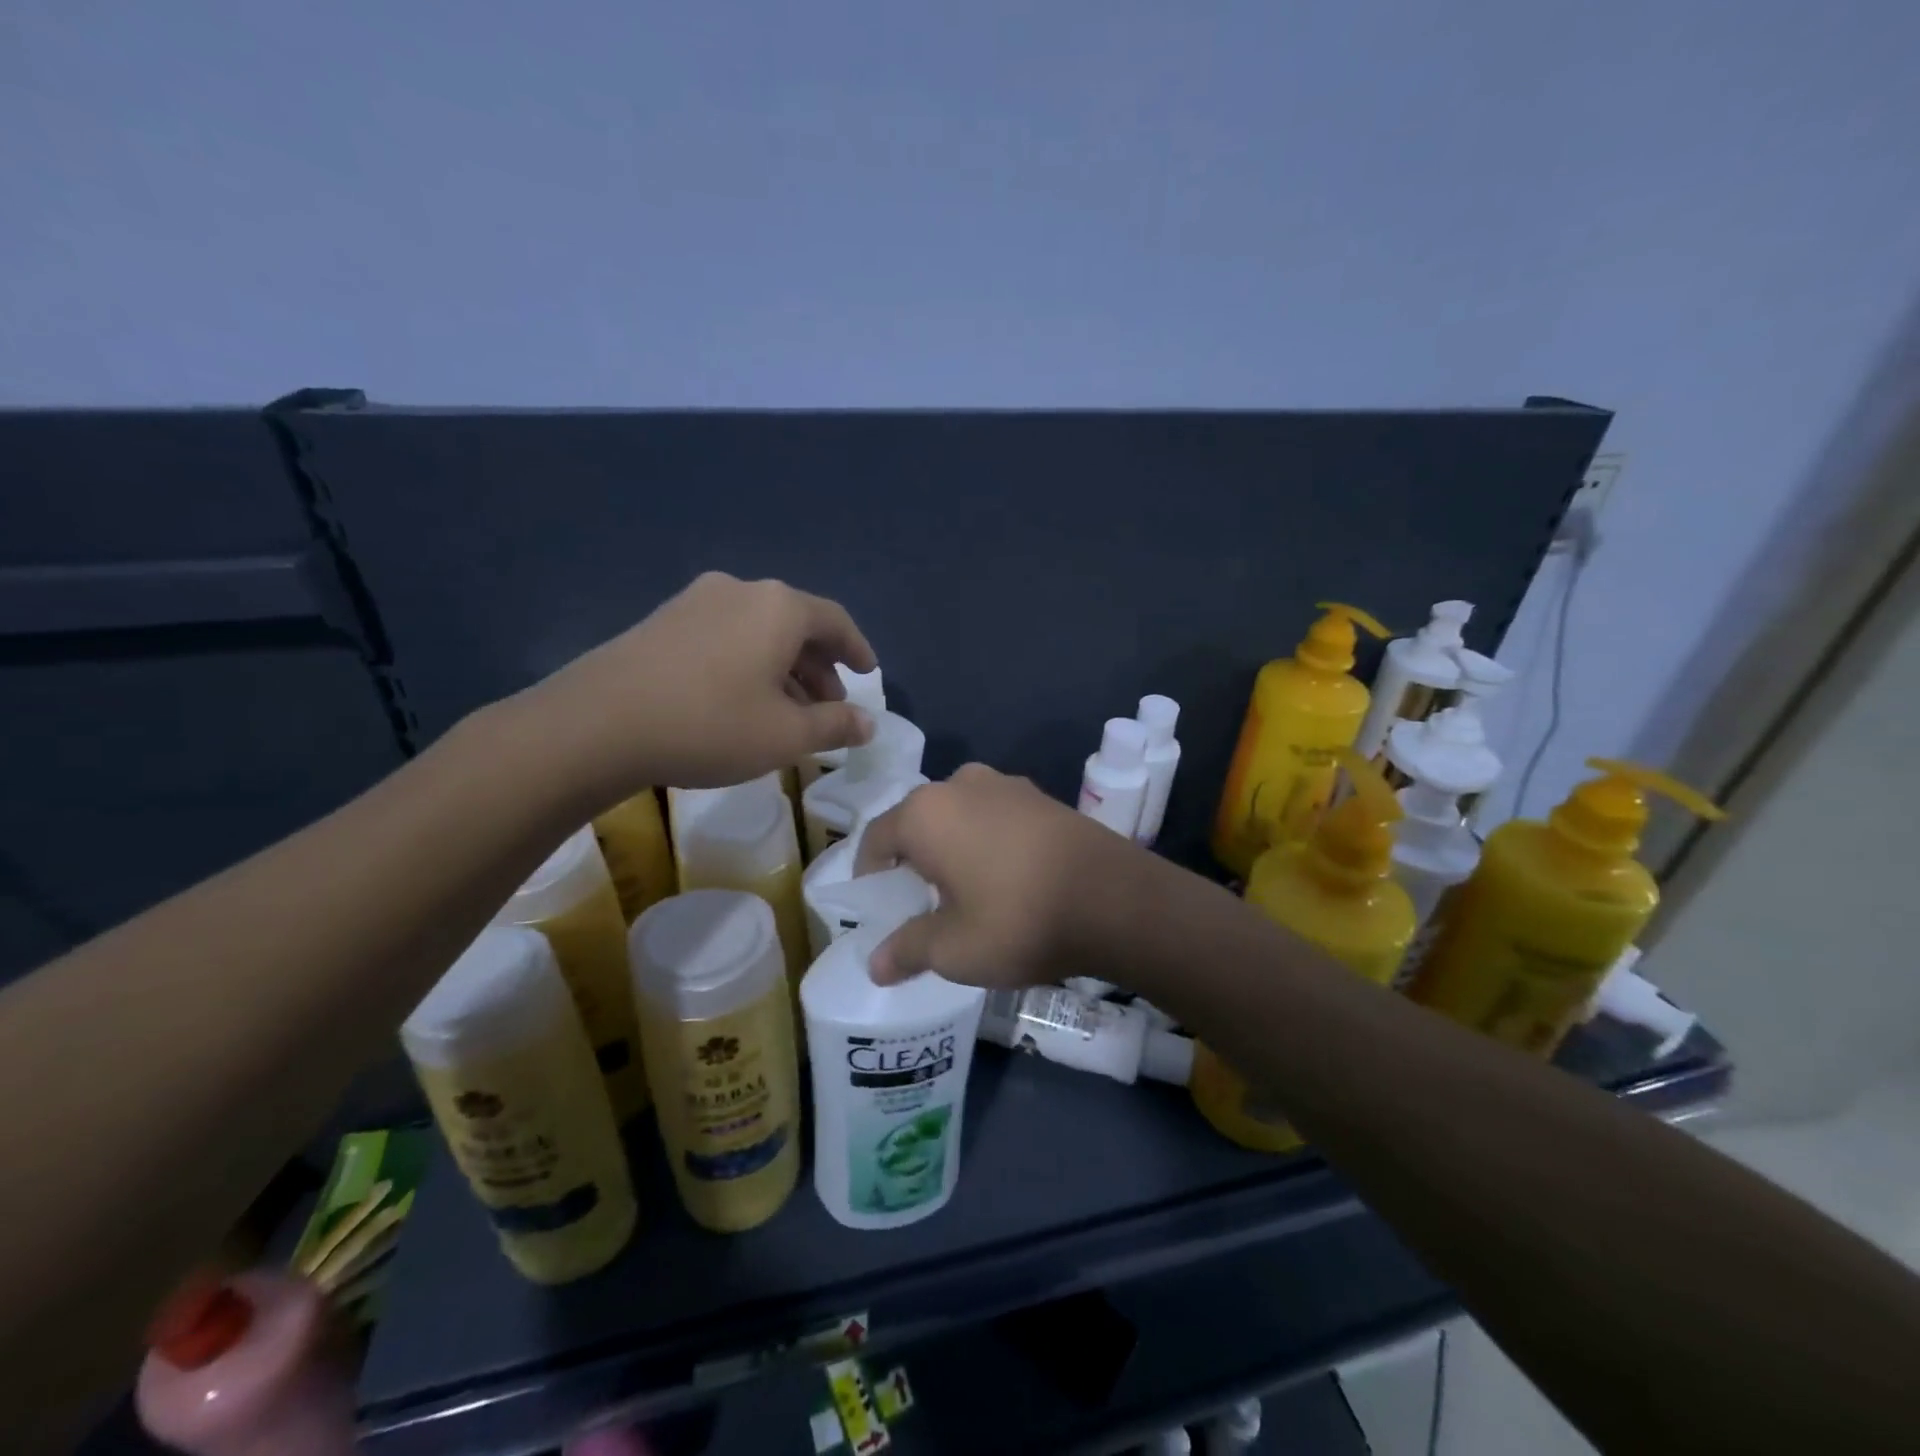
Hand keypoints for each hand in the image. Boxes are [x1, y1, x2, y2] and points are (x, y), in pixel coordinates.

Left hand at [508, 572, 876, 804]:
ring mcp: (696, 601)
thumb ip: (835, 725)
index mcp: (779, 607)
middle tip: (829, 705)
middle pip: (796, 624)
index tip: (868, 674)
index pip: (835, 621)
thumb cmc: (710, 725)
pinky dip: (748, 663)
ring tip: (787, 710)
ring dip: (784, 667)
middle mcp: (741, 591)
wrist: (597, 725)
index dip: (858, 650)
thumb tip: (868, 724)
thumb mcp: (786, 735)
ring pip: (759, 631)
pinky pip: (725, 636)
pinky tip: (741, 701)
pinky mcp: (663, 621)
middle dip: (820, 666)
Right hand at [854, 764, 1148, 987]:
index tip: (879, 907)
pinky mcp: (1042, 796)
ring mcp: (1006, 784)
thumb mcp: (954, 950)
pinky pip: (995, 816)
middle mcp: (960, 784)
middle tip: (921, 904)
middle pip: (918, 822)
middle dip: (913, 861)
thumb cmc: (1017, 920)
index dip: (870, 875)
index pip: (876, 838)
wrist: (1115, 898)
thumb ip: (907, 951)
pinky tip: (1007, 877)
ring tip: (966, 892)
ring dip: (953, 848)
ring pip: (959, 816)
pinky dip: (987, 841)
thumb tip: (875, 966)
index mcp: (925, 812)